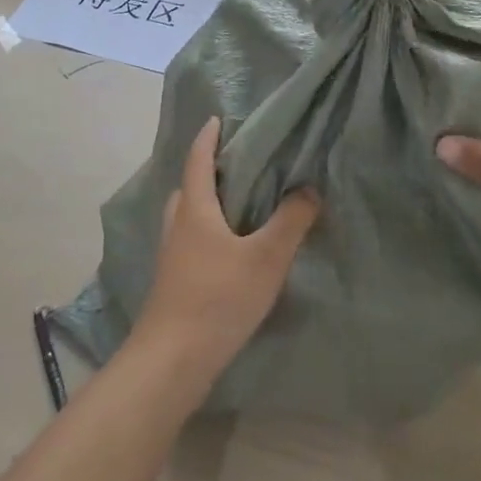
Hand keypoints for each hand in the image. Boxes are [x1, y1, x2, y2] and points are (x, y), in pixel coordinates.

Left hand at [131, 117, 320, 392]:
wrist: (171, 361)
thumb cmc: (218, 298)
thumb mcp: (265, 259)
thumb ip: (290, 222)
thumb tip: (309, 189)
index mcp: (195, 209)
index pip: (198, 160)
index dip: (207, 138)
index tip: (216, 119)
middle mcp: (177, 225)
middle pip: (188, 188)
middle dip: (206, 171)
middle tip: (234, 166)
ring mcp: (171, 256)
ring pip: (186, 217)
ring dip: (204, 204)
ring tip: (235, 207)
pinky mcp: (172, 282)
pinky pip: (188, 242)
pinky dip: (205, 232)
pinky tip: (226, 252)